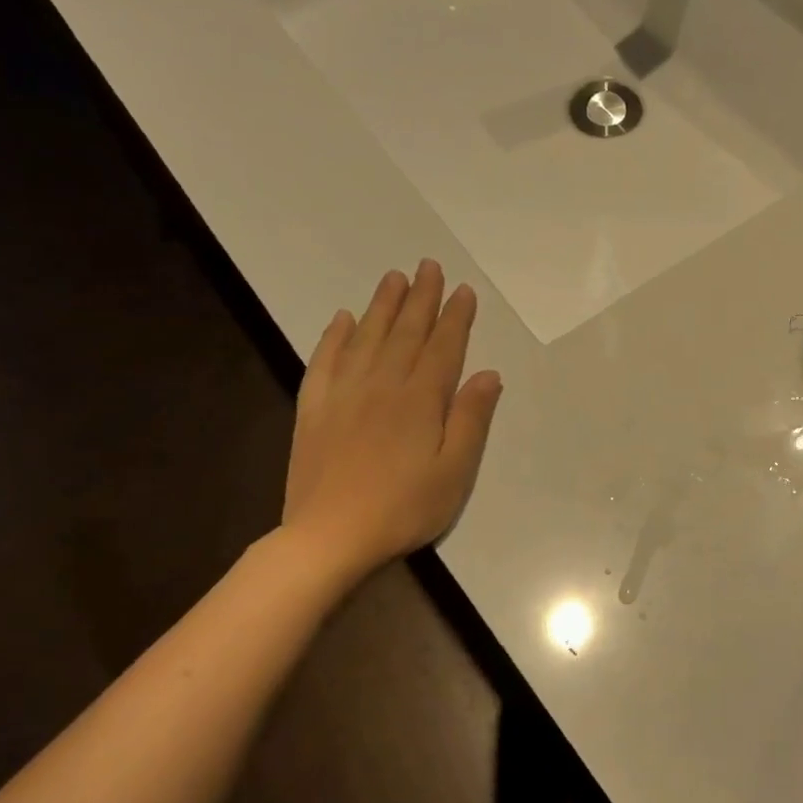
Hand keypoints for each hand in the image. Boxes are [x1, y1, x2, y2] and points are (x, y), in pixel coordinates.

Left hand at [279, 261, 501, 591]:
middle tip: (429, 266)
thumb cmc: (404, 508)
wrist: (331, 535)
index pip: (443, 347)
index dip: (455, 317)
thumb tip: (488, 374)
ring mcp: (343, 394)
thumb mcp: (454, 471)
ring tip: (394, 279)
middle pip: (405, 332)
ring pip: (366, 337)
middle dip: (421, 298)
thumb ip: (471, 420)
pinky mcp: (314, 409)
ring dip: (382, 306)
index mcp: (420, 400)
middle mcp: (382, 385)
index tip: (463, 290)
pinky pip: (324, 360)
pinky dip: (334, 336)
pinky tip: (342, 319)